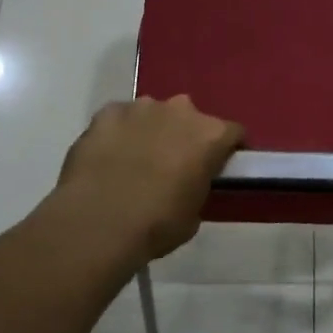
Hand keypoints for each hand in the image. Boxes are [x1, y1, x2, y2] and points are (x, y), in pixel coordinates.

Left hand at [56, 96, 242, 262]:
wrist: (98, 222)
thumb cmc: (156, 224)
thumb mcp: (193, 215)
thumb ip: (197, 187)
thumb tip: (187, 183)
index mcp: (210, 135)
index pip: (233, 133)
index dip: (228, 150)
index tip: (219, 167)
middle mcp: (180, 111)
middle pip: (191, 118)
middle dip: (185, 136)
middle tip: (174, 165)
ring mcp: (141, 108)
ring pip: (154, 114)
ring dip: (151, 131)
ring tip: (136, 161)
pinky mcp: (107, 112)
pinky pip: (120, 119)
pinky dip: (120, 133)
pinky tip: (109, 157)